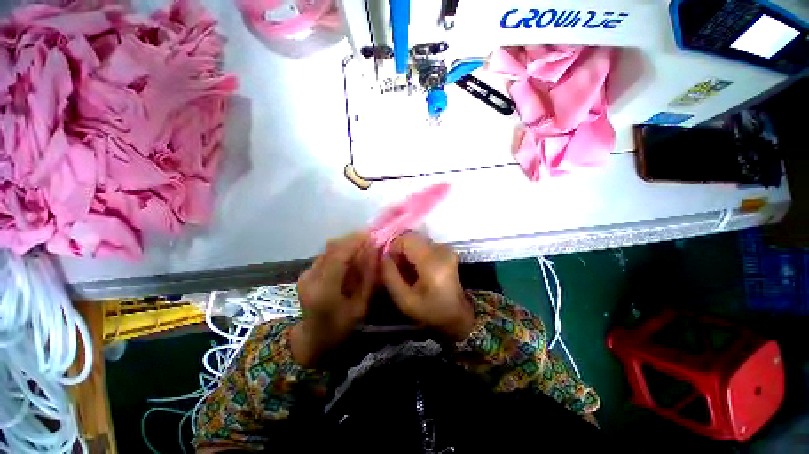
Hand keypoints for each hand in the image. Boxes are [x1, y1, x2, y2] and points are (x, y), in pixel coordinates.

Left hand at [292, 232, 375, 366]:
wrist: (312, 339)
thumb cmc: (340, 327)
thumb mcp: (360, 306)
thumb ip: (368, 277)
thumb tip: (374, 252)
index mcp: (324, 290)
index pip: (338, 256)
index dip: (354, 242)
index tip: (371, 234)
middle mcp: (311, 278)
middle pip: (332, 248)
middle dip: (352, 239)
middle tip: (370, 238)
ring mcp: (306, 274)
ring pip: (329, 249)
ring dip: (347, 244)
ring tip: (363, 246)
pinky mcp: (306, 272)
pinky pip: (327, 255)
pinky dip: (341, 251)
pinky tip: (351, 257)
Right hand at [381, 232, 474, 341]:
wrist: (458, 314)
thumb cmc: (431, 311)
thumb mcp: (404, 300)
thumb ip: (390, 276)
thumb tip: (383, 256)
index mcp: (432, 263)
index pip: (407, 239)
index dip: (393, 248)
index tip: (390, 264)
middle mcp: (441, 250)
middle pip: (412, 238)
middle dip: (400, 250)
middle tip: (397, 268)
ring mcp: (446, 248)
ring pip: (417, 241)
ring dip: (408, 252)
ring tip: (407, 271)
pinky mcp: (447, 250)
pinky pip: (424, 245)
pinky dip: (416, 254)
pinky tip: (417, 269)